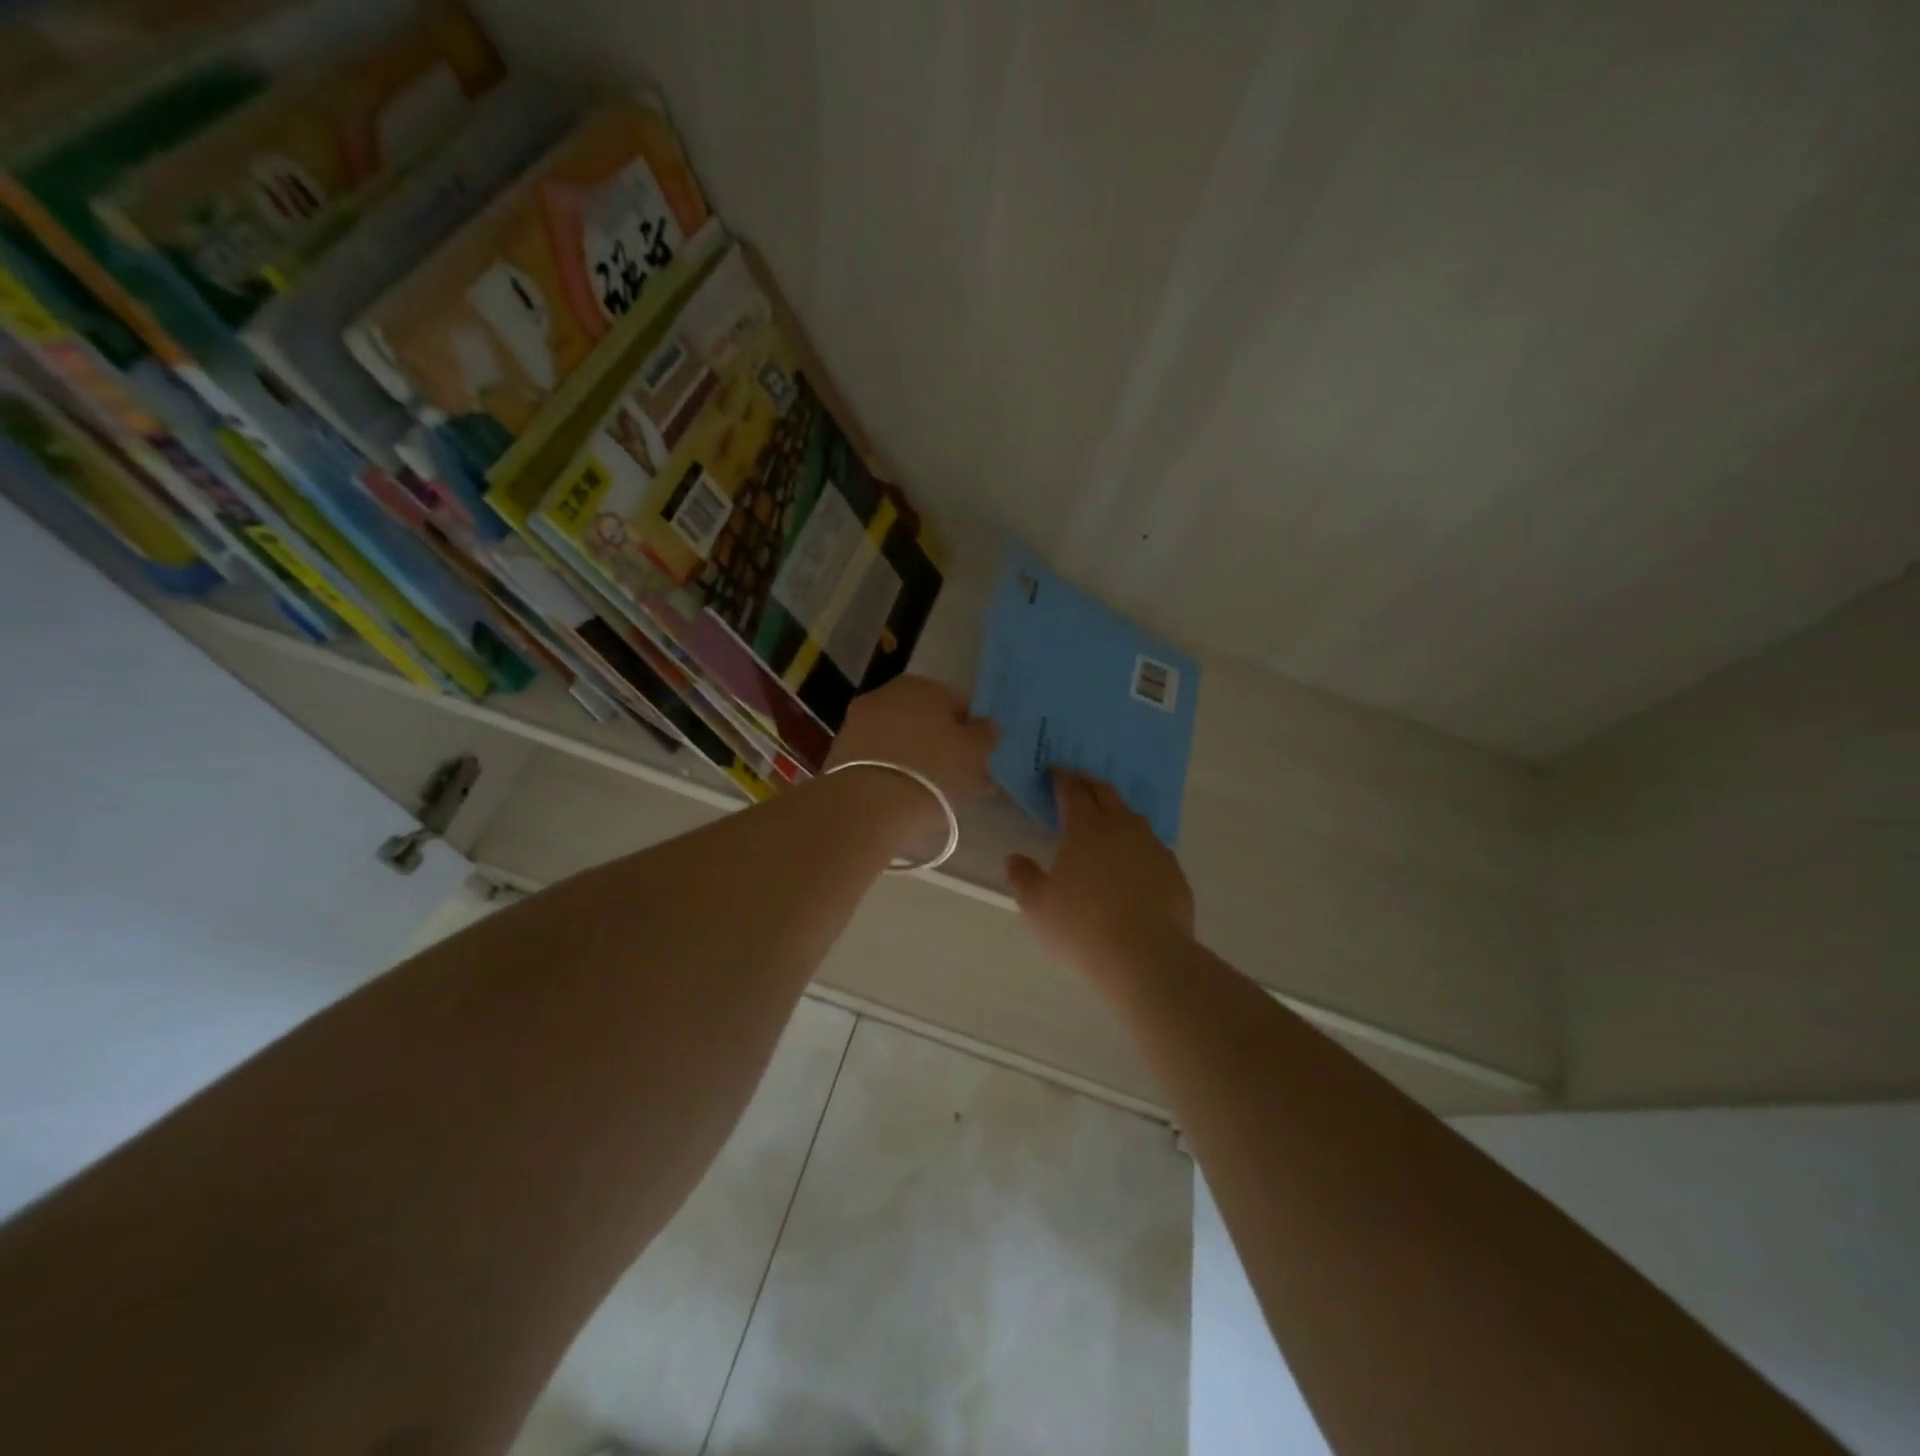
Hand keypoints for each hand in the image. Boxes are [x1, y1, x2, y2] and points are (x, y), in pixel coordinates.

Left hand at [827, 674, 999, 808]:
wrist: (869, 805)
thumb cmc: (934, 772)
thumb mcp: (975, 755)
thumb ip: (985, 735)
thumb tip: (986, 725)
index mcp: (923, 686)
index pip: (958, 704)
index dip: (972, 732)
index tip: (977, 760)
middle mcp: (887, 694)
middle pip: (925, 720)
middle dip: (941, 744)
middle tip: (955, 777)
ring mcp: (859, 721)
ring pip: (899, 738)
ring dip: (914, 758)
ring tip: (929, 793)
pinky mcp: (840, 751)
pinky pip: (878, 758)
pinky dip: (891, 771)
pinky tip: (901, 796)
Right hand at [1007, 771, 1195, 982]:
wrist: (1146, 956)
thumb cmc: (1082, 927)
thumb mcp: (1038, 906)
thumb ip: (1023, 877)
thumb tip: (1014, 858)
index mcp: (1085, 828)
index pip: (1072, 791)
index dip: (1061, 778)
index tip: (1054, 772)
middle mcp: (1121, 827)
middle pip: (1105, 793)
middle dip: (1089, 783)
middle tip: (1078, 780)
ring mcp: (1152, 847)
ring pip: (1133, 817)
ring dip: (1116, 810)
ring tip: (1107, 816)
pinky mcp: (1173, 870)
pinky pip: (1152, 846)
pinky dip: (1138, 843)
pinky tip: (1134, 859)